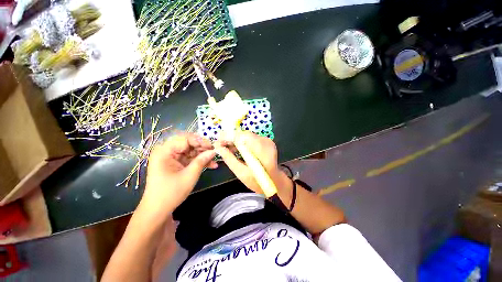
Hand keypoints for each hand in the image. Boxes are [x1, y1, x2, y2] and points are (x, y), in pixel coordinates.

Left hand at [142, 133, 216, 215]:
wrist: (158, 210)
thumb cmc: (171, 193)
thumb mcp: (189, 176)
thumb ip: (202, 161)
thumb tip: (214, 151)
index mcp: (164, 151)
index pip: (185, 139)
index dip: (199, 141)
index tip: (212, 146)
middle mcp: (167, 151)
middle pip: (188, 143)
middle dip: (203, 148)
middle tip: (215, 152)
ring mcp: (172, 158)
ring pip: (191, 151)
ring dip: (203, 155)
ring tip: (215, 160)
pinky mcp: (177, 164)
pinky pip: (190, 158)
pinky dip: (200, 161)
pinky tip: (211, 165)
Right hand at [215, 131, 289, 193]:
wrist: (274, 182)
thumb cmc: (258, 182)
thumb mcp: (241, 173)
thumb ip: (229, 159)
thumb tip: (218, 147)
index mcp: (261, 151)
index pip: (243, 136)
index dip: (229, 137)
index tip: (218, 142)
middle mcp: (266, 142)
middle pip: (245, 135)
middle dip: (231, 139)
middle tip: (221, 145)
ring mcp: (267, 141)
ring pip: (247, 136)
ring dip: (236, 140)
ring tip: (227, 148)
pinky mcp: (267, 142)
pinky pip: (252, 139)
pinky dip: (243, 142)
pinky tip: (238, 149)